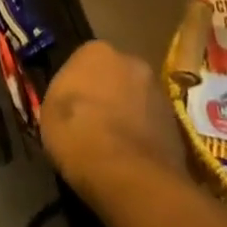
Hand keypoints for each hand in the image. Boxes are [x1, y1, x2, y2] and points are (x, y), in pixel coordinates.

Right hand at [41, 40, 189, 191]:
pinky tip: (128, 158)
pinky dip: (142, 135)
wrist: (129, 176)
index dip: (75, 85)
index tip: (69, 106)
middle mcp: (132, 62)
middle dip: (104, 93)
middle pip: (113, 76)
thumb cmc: (77, 133)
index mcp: (96, 51)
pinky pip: (151, 124)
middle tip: (90, 121)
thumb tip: (72, 101)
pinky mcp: (178, 125)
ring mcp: (159, 93)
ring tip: (111, 144)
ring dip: (125, 114)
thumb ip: (62, 96)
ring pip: (135, 99)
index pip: (81, 61)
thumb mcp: (48, 111)